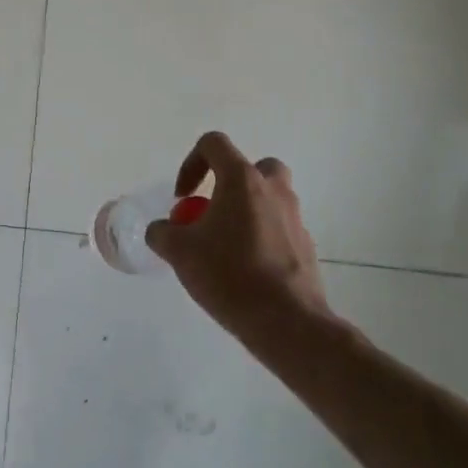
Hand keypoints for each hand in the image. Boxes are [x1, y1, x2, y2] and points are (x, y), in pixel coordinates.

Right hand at [147, 132, 336, 337]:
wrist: (288, 323)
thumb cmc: (230, 275)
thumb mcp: (179, 252)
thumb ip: (162, 233)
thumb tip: (161, 230)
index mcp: (242, 180)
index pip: (214, 144)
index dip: (191, 163)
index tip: (183, 197)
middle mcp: (273, 190)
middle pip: (253, 167)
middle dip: (230, 183)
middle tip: (213, 210)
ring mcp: (295, 218)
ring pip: (270, 198)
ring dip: (247, 211)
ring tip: (226, 245)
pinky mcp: (306, 247)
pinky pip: (279, 228)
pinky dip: (262, 238)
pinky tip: (245, 270)